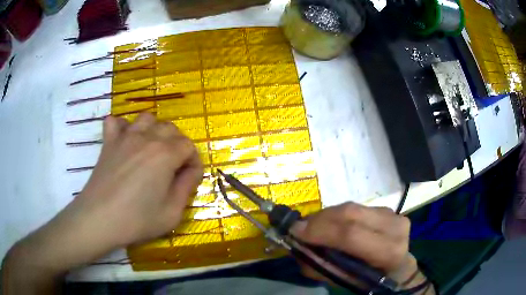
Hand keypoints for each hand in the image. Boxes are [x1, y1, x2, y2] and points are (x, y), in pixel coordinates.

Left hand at [2, 113, 202, 293]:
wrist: (91, 223)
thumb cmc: (132, 225)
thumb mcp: (169, 215)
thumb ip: (183, 189)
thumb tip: (189, 171)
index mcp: (159, 157)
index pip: (187, 146)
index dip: (192, 161)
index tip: (190, 176)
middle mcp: (142, 140)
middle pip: (169, 129)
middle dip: (177, 147)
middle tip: (173, 169)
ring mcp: (122, 138)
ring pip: (146, 118)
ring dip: (155, 132)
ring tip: (152, 153)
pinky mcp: (106, 144)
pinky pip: (115, 121)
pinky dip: (122, 125)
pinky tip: (123, 139)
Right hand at [290, 202, 431, 292]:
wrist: (399, 267)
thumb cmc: (372, 280)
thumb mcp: (345, 282)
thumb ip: (321, 266)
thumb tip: (299, 244)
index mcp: (388, 251)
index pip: (351, 234)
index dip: (320, 230)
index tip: (295, 231)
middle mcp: (394, 227)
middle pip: (350, 213)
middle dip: (319, 219)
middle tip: (300, 228)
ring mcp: (393, 213)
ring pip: (351, 207)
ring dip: (327, 216)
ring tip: (314, 227)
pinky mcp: (388, 208)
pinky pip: (356, 207)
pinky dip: (338, 215)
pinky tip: (333, 224)